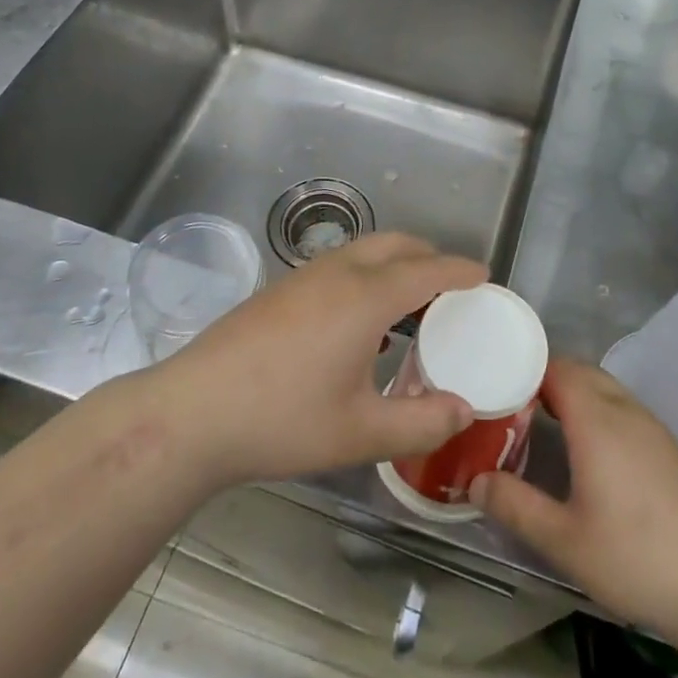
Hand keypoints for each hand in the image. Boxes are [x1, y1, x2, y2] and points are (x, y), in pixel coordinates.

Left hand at [155, 233, 486, 488]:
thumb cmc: (283, 420)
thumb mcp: (360, 433)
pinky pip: (340, 264)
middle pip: (395, 244)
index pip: (427, 269)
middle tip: (451, 287)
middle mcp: (337, 272)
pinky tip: (361, 321)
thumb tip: (464, 410)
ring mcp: (303, 276)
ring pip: (363, 250)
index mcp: (365, 297)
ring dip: (395, 263)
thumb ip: (421, 423)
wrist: (193, 412)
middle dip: (429, 255)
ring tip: (411, 303)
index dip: (460, 270)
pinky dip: (367, 274)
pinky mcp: (279, 289)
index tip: (484, 275)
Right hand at [472, 360, 677, 638]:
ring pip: (603, 388)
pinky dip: (594, 410)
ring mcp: (651, 426)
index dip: (523, 367)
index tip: (493, 382)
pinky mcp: (667, 447)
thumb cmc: (637, 556)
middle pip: (579, 371)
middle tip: (508, 403)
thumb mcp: (564, 540)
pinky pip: (620, 408)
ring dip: (571, 393)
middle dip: (543, 378)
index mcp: (596, 419)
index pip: (555, 367)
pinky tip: (585, 450)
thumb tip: (475, 479)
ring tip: (539, 423)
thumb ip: (515, 505)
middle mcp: (623, 410)